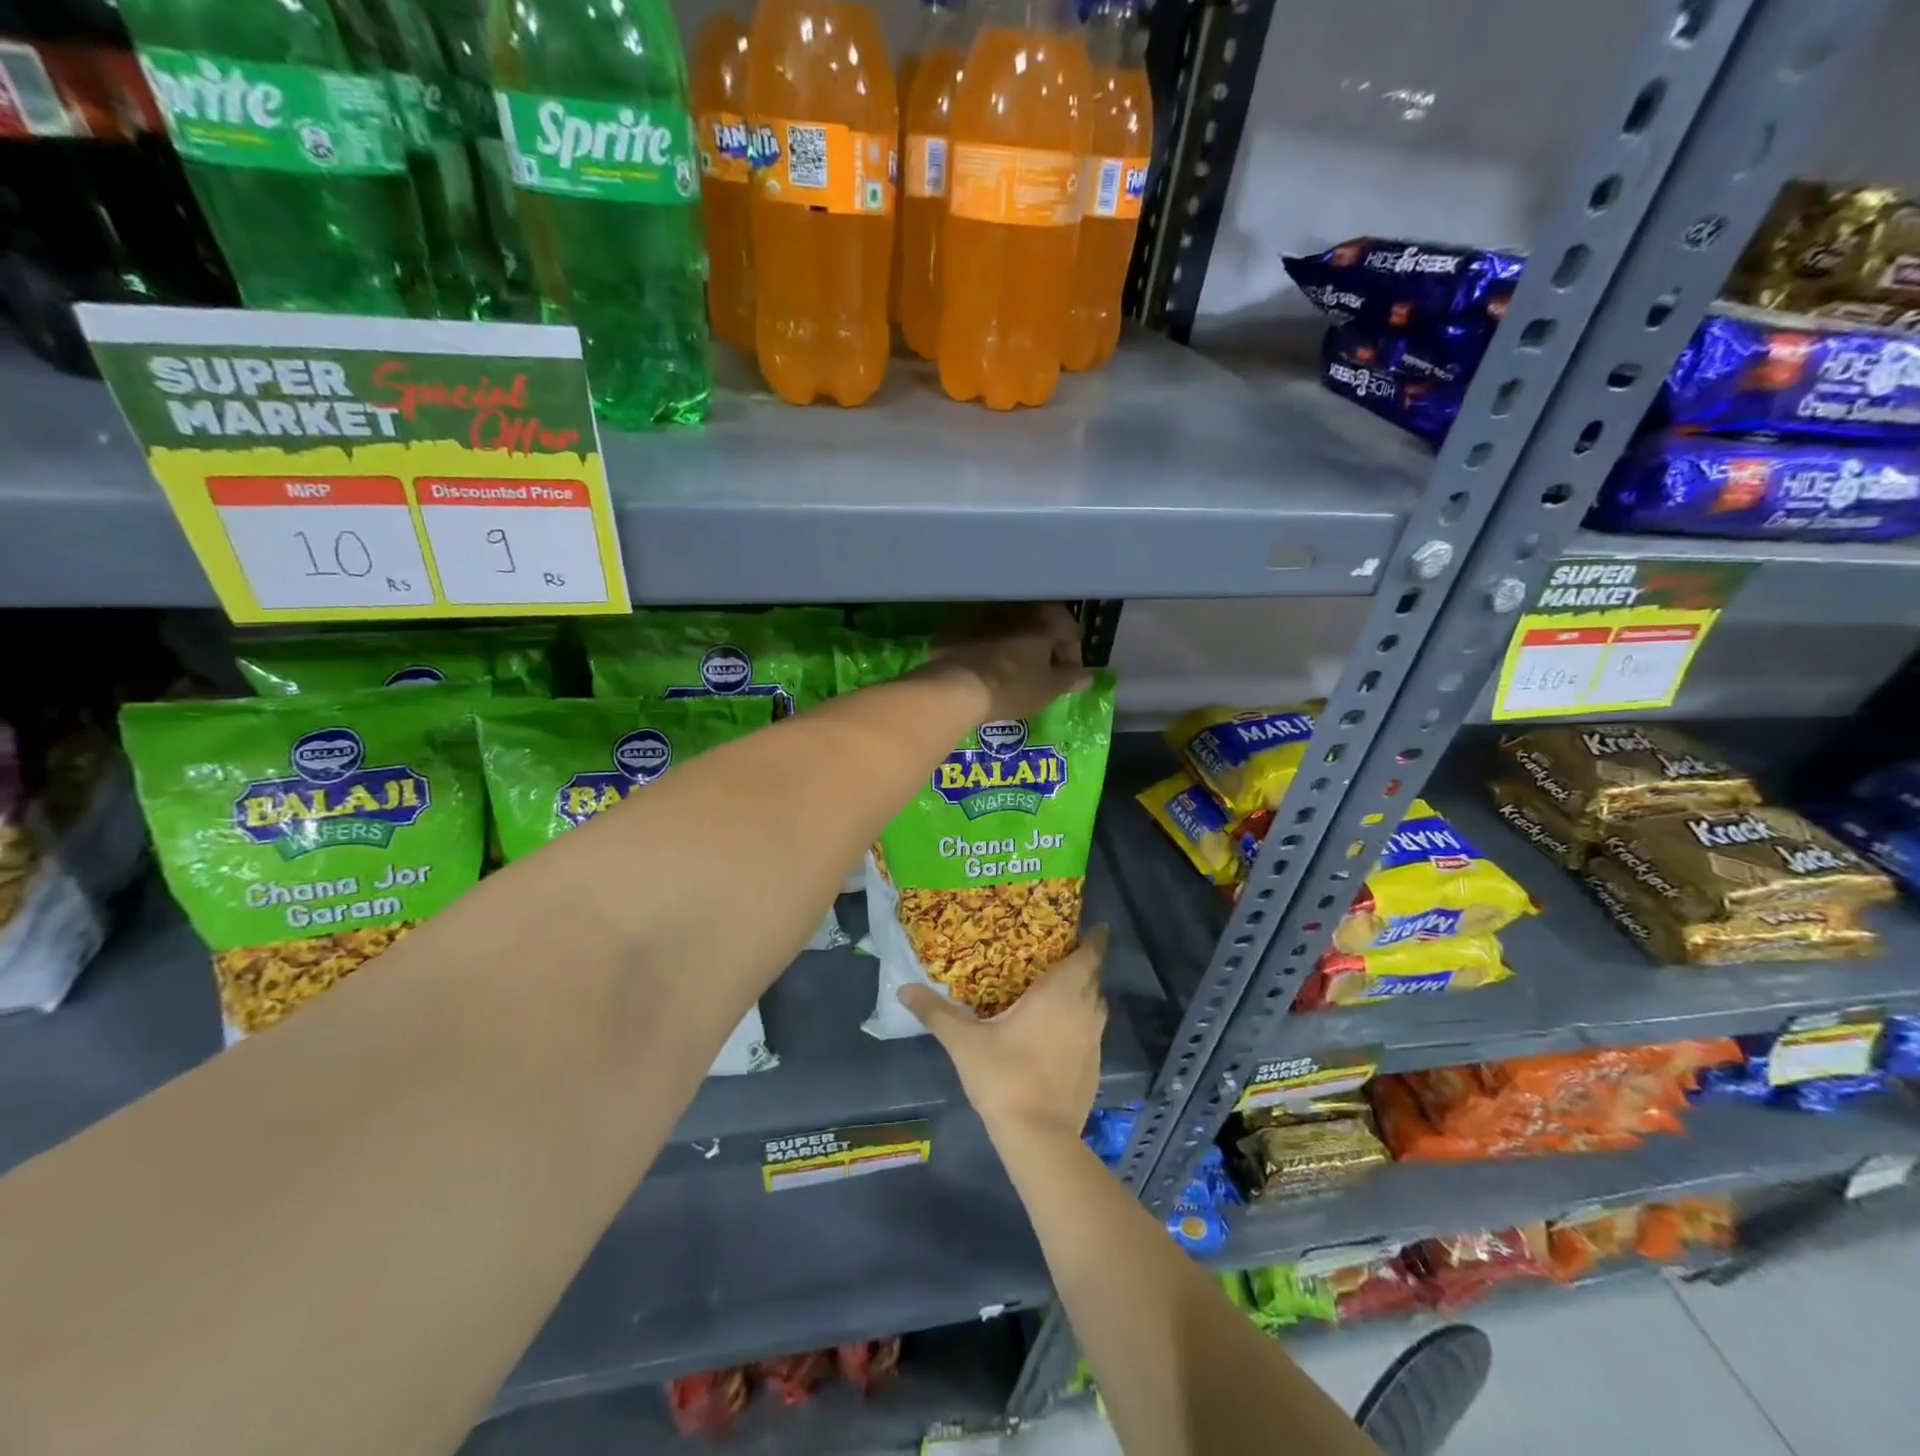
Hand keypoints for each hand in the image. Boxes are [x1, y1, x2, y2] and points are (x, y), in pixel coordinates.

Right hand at [899, 925, 1108, 1148]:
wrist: (1039, 1137)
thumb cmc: (1004, 1076)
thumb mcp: (964, 1042)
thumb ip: (936, 1012)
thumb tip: (903, 989)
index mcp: (1060, 993)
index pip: (1089, 956)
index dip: (1095, 940)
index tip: (1097, 927)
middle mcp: (1084, 1011)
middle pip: (1093, 980)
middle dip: (1084, 965)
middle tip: (1062, 955)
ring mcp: (1093, 1042)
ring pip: (1095, 1007)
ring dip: (1084, 996)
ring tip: (1060, 992)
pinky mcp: (1094, 1069)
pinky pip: (1092, 1034)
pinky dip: (1080, 1025)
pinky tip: (1058, 1034)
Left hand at [923, 603, 1091, 723]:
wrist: (955, 687)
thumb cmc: (1012, 686)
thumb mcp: (1048, 689)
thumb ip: (1069, 678)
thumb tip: (1085, 676)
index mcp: (1044, 616)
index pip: (1069, 631)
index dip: (1071, 656)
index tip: (1066, 677)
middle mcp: (1015, 605)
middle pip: (1038, 624)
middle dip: (1042, 646)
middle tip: (1041, 672)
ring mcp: (982, 611)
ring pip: (1007, 627)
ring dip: (1014, 644)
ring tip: (1012, 671)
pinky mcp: (956, 624)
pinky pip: (980, 634)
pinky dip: (987, 647)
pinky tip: (984, 668)